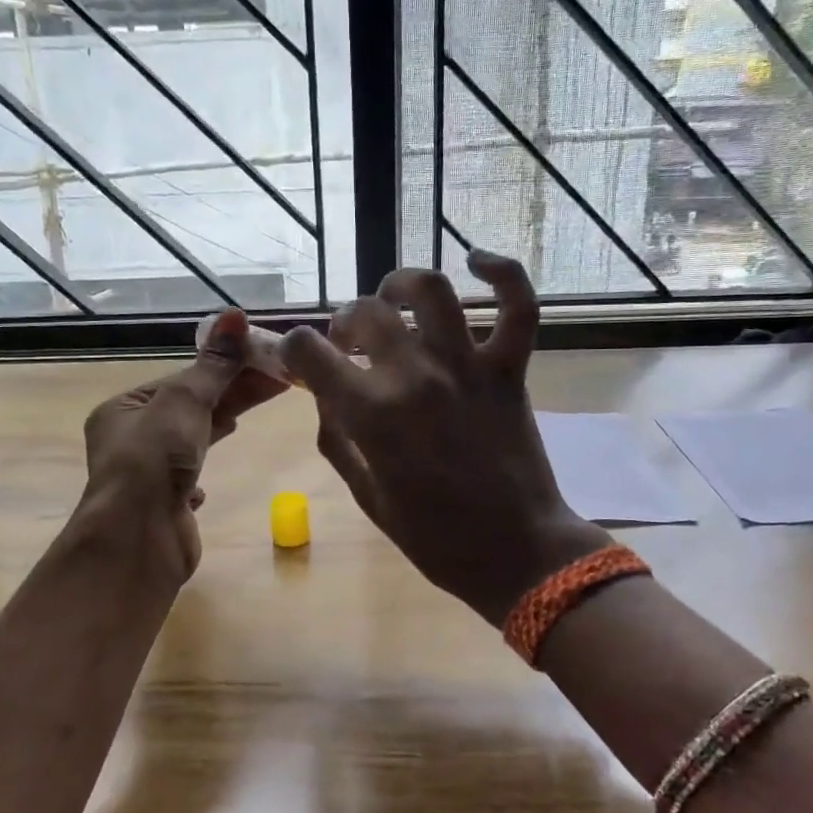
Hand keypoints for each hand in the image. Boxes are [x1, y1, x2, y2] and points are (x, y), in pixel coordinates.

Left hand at [82, 310, 287, 576]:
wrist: (139, 540)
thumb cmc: (155, 461)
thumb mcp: (185, 402)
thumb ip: (214, 365)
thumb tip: (235, 315)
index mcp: (124, 410)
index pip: (182, 380)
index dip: (225, 368)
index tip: (265, 360)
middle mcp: (129, 440)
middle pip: (190, 407)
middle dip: (232, 394)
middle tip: (279, 380)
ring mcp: (146, 475)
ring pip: (190, 440)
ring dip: (219, 426)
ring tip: (252, 414)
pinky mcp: (163, 505)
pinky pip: (185, 479)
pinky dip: (201, 472)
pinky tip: (210, 479)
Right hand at [281, 252, 607, 625]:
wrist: (517, 553)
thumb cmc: (436, 538)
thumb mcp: (368, 498)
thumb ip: (338, 442)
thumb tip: (326, 399)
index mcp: (371, 414)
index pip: (308, 351)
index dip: (294, 349)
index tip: (302, 359)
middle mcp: (414, 376)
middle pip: (364, 313)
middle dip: (344, 323)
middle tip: (349, 344)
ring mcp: (467, 366)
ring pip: (430, 289)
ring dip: (401, 283)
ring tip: (392, 296)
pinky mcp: (509, 369)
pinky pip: (517, 306)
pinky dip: (503, 273)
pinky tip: (477, 260)